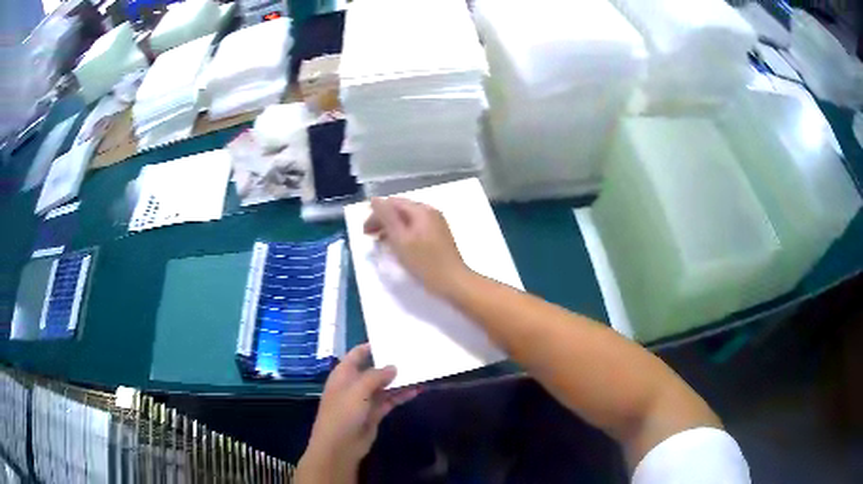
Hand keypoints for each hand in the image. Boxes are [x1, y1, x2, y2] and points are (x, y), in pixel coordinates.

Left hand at [296, 344, 418, 482]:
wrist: (340, 446)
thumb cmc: (343, 413)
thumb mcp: (357, 390)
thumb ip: (376, 376)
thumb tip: (393, 366)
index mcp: (343, 374)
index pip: (357, 354)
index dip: (371, 346)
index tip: (392, 339)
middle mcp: (354, 384)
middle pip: (373, 369)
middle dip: (390, 363)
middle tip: (412, 354)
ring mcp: (364, 400)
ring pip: (384, 386)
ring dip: (399, 380)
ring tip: (420, 370)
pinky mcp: (374, 414)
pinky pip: (389, 400)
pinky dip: (401, 395)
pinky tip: (417, 390)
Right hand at [364, 197, 470, 297]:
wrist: (453, 281)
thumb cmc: (425, 262)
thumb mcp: (400, 239)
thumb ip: (387, 217)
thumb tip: (374, 199)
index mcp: (421, 210)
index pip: (392, 203)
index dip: (375, 215)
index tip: (365, 233)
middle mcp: (430, 212)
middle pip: (400, 209)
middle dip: (383, 221)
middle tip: (370, 238)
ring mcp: (436, 223)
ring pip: (408, 219)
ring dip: (392, 228)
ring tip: (382, 243)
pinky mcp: (439, 235)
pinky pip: (416, 228)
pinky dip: (403, 233)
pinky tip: (399, 246)